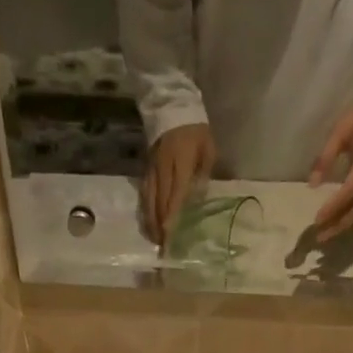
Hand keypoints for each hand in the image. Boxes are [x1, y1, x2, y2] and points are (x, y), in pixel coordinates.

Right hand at [140, 122, 215, 245]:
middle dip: (160, 225)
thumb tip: (196, 200)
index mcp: (180, 162)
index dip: (171, 216)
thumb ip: (203, 174)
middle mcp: (163, 168)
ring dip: (151, 221)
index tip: (169, 235)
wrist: (172, 106)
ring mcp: (152, 169)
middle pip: (159, 202)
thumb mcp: (208, 148)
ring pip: (149, 200)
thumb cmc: (196, 130)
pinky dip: (146, 210)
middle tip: (163, 246)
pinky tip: (148, 222)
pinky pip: (144, 193)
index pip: (175, 194)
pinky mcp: (146, 170)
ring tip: (154, 239)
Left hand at [308, 75, 352, 242]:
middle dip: (340, 223)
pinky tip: (338, 225)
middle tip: (320, 236)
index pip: (352, 188)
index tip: (317, 219)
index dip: (334, 206)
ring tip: (326, 235)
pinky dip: (352, 218)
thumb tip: (312, 185)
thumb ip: (326, 156)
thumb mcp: (341, 130)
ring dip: (345, 224)